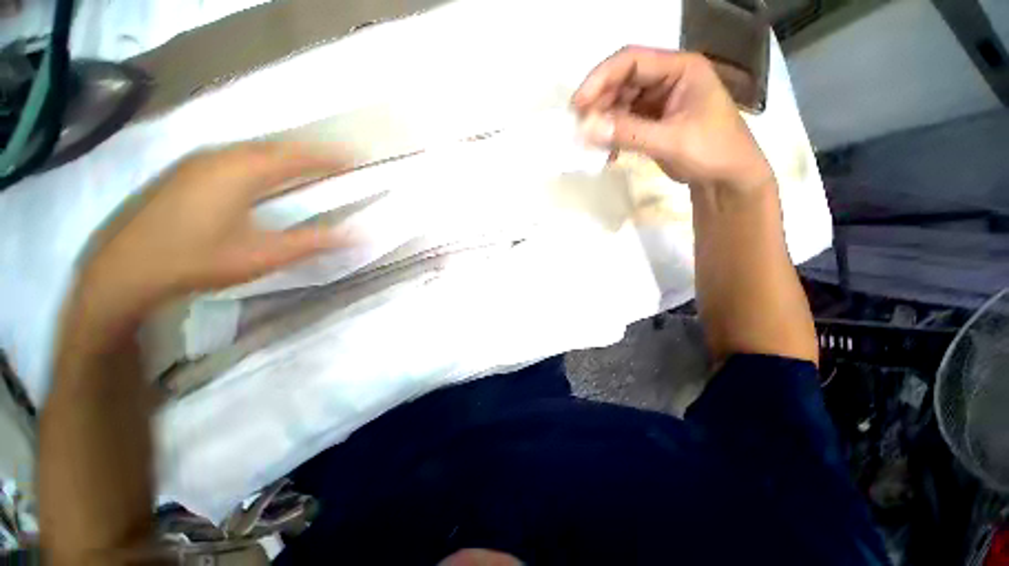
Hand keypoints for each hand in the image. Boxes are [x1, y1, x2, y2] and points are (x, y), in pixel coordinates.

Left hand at [74, 142, 349, 336]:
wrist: (127, 269)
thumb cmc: (200, 260)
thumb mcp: (265, 255)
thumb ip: (314, 243)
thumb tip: (359, 237)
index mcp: (243, 172)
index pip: (297, 156)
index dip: (328, 156)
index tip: (355, 157)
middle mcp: (221, 157)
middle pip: (276, 147)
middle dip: (310, 152)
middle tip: (337, 160)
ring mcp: (199, 162)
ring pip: (253, 149)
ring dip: (285, 155)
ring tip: (309, 165)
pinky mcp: (186, 172)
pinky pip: (236, 156)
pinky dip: (262, 160)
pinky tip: (265, 173)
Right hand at [573, 47, 772, 190]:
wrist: (728, 180)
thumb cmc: (712, 152)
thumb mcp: (670, 141)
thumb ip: (628, 133)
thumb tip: (586, 129)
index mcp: (680, 69)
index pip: (632, 61)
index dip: (600, 79)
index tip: (577, 105)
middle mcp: (667, 79)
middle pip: (622, 81)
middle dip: (598, 103)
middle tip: (578, 128)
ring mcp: (659, 102)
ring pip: (620, 103)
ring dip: (603, 122)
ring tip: (589, 143)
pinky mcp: (652, 123)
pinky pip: (624, 123)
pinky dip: (612, 136)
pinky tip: (606, 153)